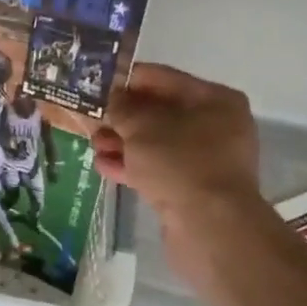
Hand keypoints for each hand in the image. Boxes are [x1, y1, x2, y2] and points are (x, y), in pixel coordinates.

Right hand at [93, 64, 273, 272]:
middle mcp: (215, 125)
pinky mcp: (193, 188)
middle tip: (90, 117)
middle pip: (158, 112)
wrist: (210, 227)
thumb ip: (121, 106)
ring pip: (155, 142)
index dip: (126, 79)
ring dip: (123, 142)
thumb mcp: (141, 126)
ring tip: (93, 143)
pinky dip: (132, 165)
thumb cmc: (179, 162)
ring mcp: (205, 159)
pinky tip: (103, 165)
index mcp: (214, 100)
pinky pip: (158, 168)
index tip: (95, 82)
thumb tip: (111, 96)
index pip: (162, 78)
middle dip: (122, 116)